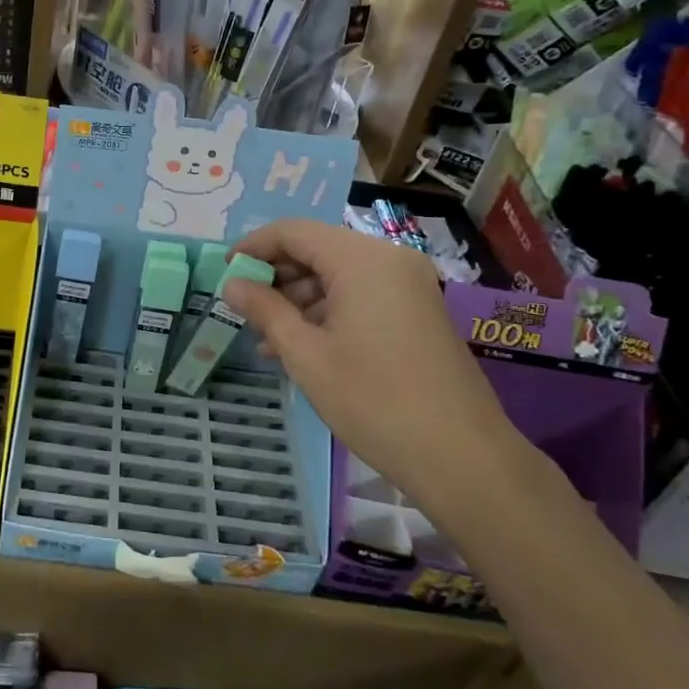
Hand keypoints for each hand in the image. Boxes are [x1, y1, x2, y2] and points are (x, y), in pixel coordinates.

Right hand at [222, 220, 521, 513]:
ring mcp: (409, 286)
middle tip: (244, 310)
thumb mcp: (306, 355)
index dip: (253, 247)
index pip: (294, 231)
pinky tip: (303, 347)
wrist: (463, 457)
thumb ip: (265, 310)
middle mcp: (389, 260)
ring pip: (338, 275)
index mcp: (362, 259)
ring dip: (299, 299)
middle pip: (317, 249)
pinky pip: (361, 295)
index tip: (225, 273)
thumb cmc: (374, 401)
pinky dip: (328, 311)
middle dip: (276, 276)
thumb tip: (232, 283)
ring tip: (267, 339)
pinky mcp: (418, 312)